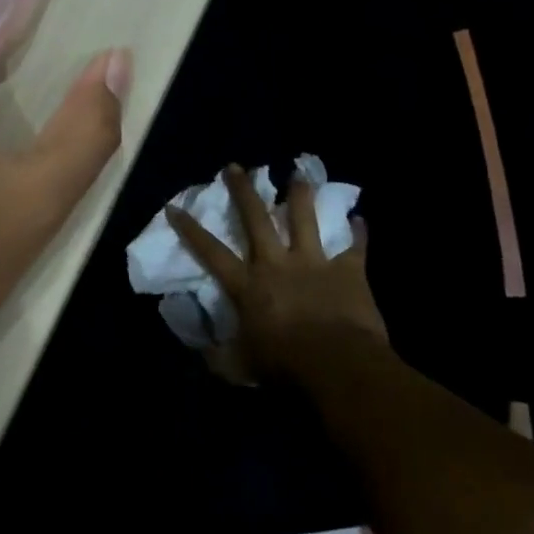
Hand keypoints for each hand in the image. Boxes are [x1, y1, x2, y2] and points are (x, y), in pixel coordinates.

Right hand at [168, 164, 390, 385]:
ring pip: (305, 220)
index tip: (173, 207)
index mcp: (247, 284)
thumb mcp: (241, 366)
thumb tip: (204, 354)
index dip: (189, 229)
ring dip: (301, 196)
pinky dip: (357, 233)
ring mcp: (313, 263)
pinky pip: (354, 247)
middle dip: (243, 191)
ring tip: (299, 174)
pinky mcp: (348, 271)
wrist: (338, 364)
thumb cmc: (284, 364)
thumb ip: (220, 357)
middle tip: (236, 167)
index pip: (210, 251)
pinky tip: (360, 219)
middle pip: (255, 219)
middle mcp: (276, 263)